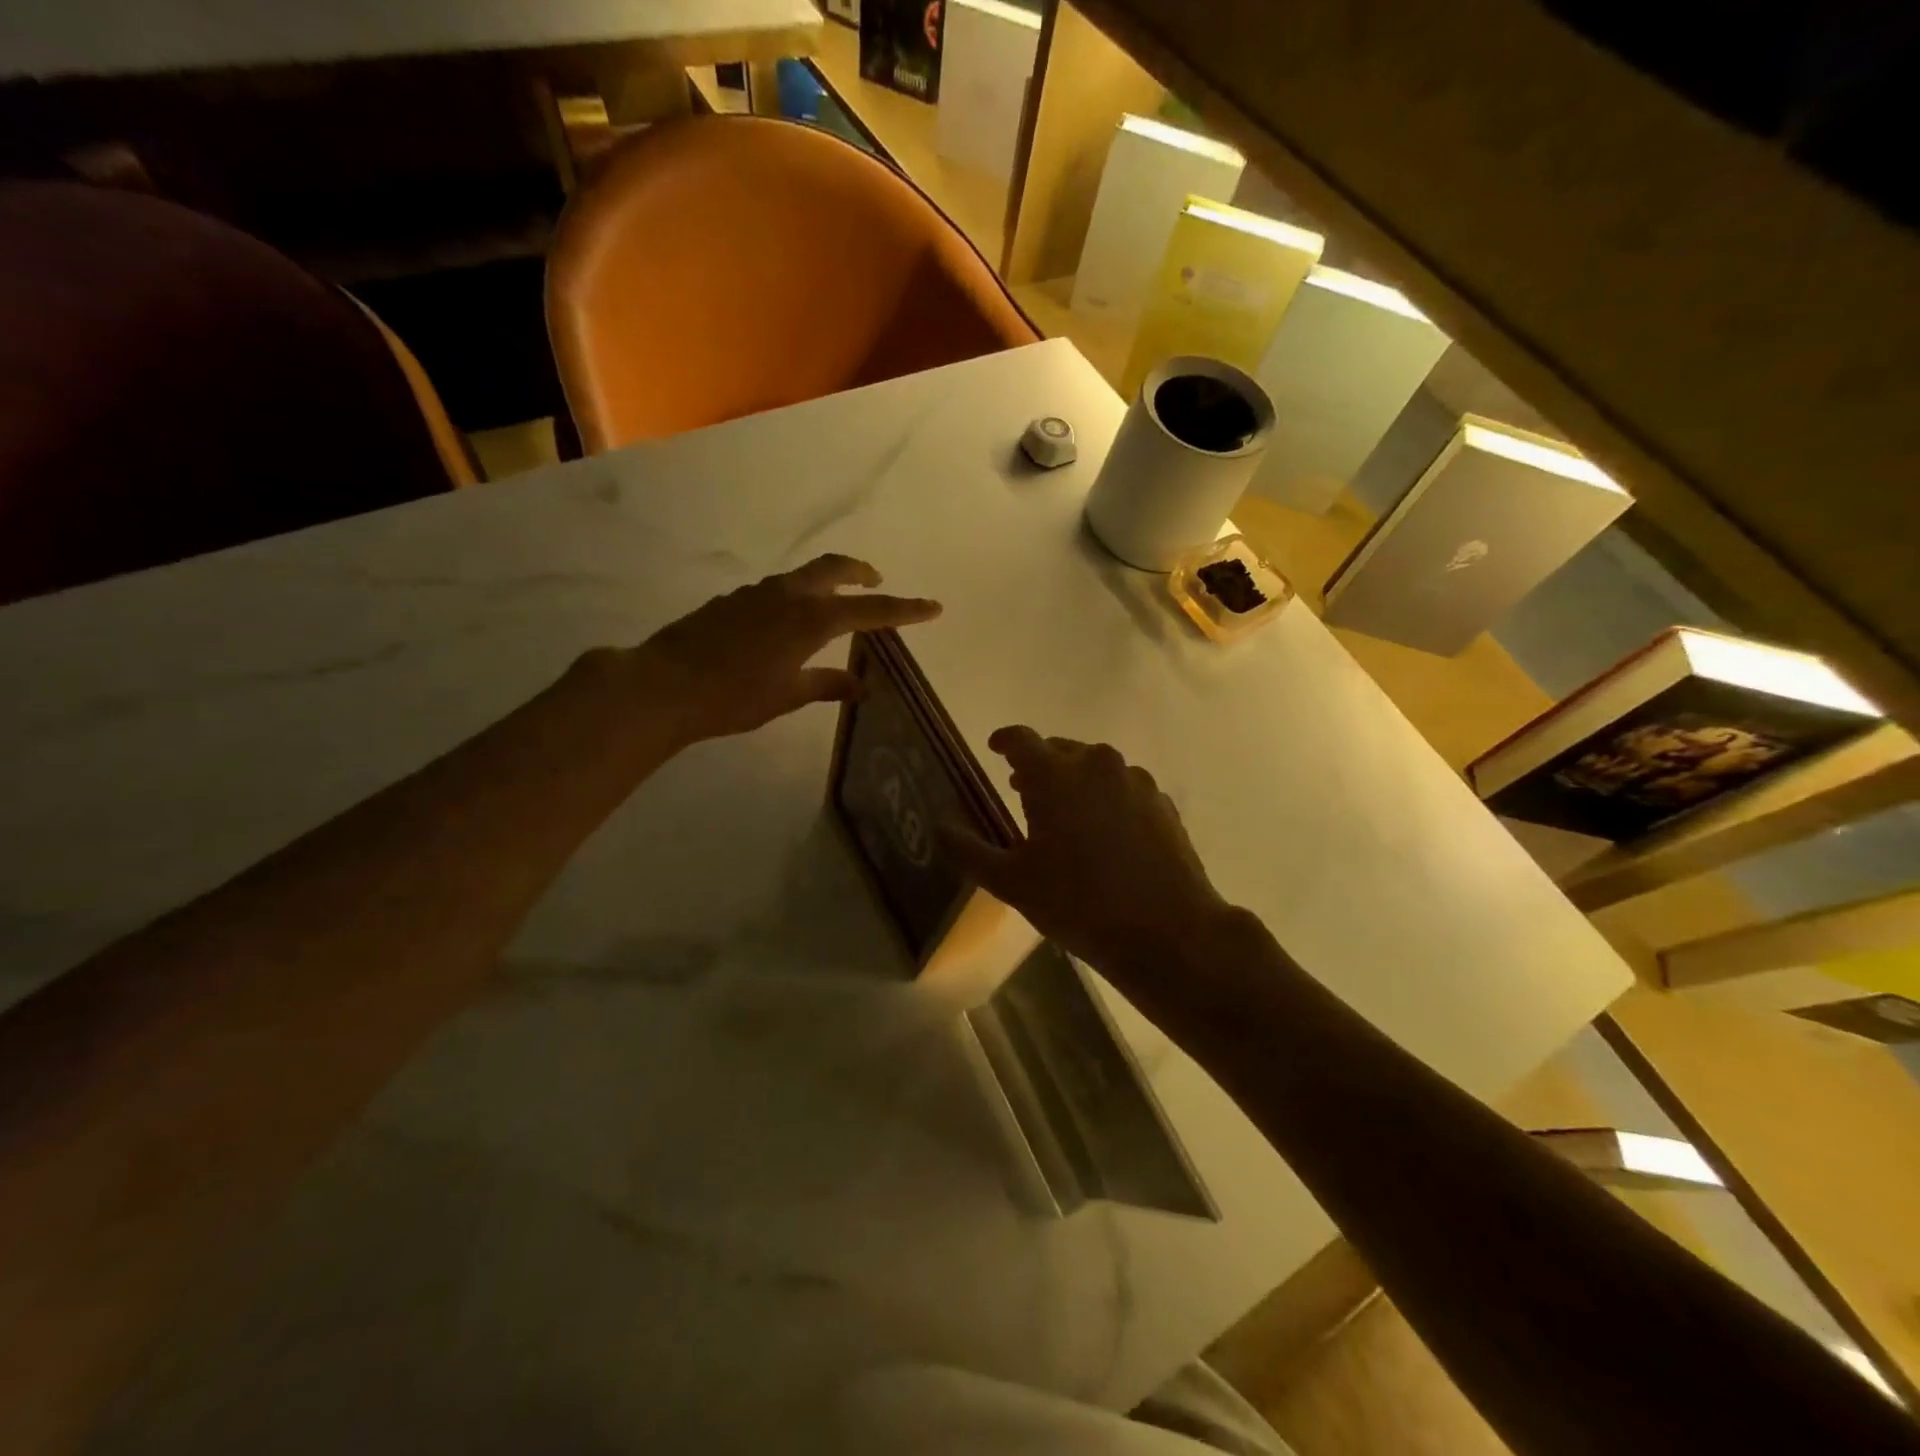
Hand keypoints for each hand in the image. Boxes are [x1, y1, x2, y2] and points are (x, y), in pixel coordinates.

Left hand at [636, 555, 941, 743]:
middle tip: (876, 581)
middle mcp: (788, 595)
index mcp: (811, 619)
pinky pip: (776, 591)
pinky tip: (784, 626)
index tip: (934, 607)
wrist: (664, 685)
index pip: (871, 610)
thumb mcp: (787, 695)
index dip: (905, 610)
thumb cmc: (734, 697)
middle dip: (861, 573)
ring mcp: (756, 593)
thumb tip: (860, 684)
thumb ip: (827, 684)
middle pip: (834, 568)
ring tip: (832, 608)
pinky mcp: (733, 600)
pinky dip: (794, 599)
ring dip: (825, 584)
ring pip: (803, 577)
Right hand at [945, 728, 1237, 1010]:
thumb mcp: (1012, 882)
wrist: (1166, 930)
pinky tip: (1106, 834)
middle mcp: (1096, 764)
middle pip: (1059, 750)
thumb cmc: (1078, 903)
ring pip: (1095, 767)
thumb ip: (970, 849)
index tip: (995, 749)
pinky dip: (1107, 799)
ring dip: (1075, 782)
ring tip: (1066, 816)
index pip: (1021, 739)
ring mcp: (1135, 780)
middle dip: (1039, 766)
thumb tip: (941, 826)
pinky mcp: (1162, 802)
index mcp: (1054, 775)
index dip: (1004, 741)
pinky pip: (1124, 788)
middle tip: (1023, 791)